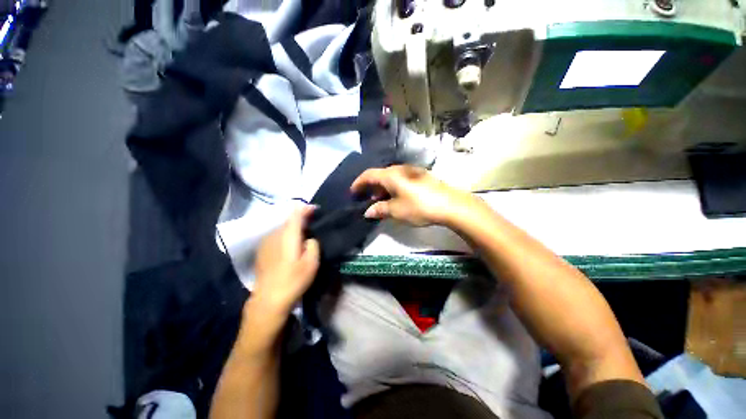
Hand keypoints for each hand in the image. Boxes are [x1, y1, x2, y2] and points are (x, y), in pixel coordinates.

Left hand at [252, 206, 319, 314]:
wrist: (268, 299)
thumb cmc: (293, 280)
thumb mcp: (312, 262)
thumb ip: (313, 244)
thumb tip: (308, 239)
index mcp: (288, 235)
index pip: (296, 214)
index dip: (306, 209)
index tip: (315, 210)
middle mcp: (275, 234)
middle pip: (288, 220)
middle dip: (300, 219)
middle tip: (311, 225)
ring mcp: (265, 242)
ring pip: (281, 228)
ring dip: (292, 228)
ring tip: (301, 236)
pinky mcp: (261, 250)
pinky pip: (275, 236)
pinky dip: (284, 236)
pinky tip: (288, 247)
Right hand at [350, 165, 473, 226]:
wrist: (450, 205)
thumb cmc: (419, 206)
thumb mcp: (396, 211)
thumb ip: (380, 209)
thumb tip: (368, 212)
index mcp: (390, 175)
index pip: (368, 174)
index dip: (358, 183)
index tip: (353, 192)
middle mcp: (400, 169)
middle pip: (380, 175)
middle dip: (372, 187)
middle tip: (368, 200)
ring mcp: (412, 171)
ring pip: (391, 177)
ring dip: (383, 188)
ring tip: (382, 201)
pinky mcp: (421, 176)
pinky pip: (401, 179)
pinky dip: (394, 188)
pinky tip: (398, 198)